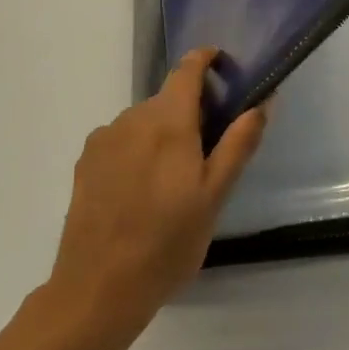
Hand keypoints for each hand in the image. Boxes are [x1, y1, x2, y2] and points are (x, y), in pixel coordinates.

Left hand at [46, 49, 266, 341]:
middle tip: (208, 151)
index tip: (223, 66)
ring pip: (143, 121)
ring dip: (162, 133)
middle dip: (190, 112)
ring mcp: (104, 140)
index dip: (206, 60)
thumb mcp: (215, 196)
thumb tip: (262, 102)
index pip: (187, 70)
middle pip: (167, 99)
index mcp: (168, 121)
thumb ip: (238, 144)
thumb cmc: (167, 243)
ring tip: (173, 180)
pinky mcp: (85, 162)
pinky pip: (121, 140)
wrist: (98, 289)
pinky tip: (141, 190)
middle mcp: (132, 118)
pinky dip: (138, 150)